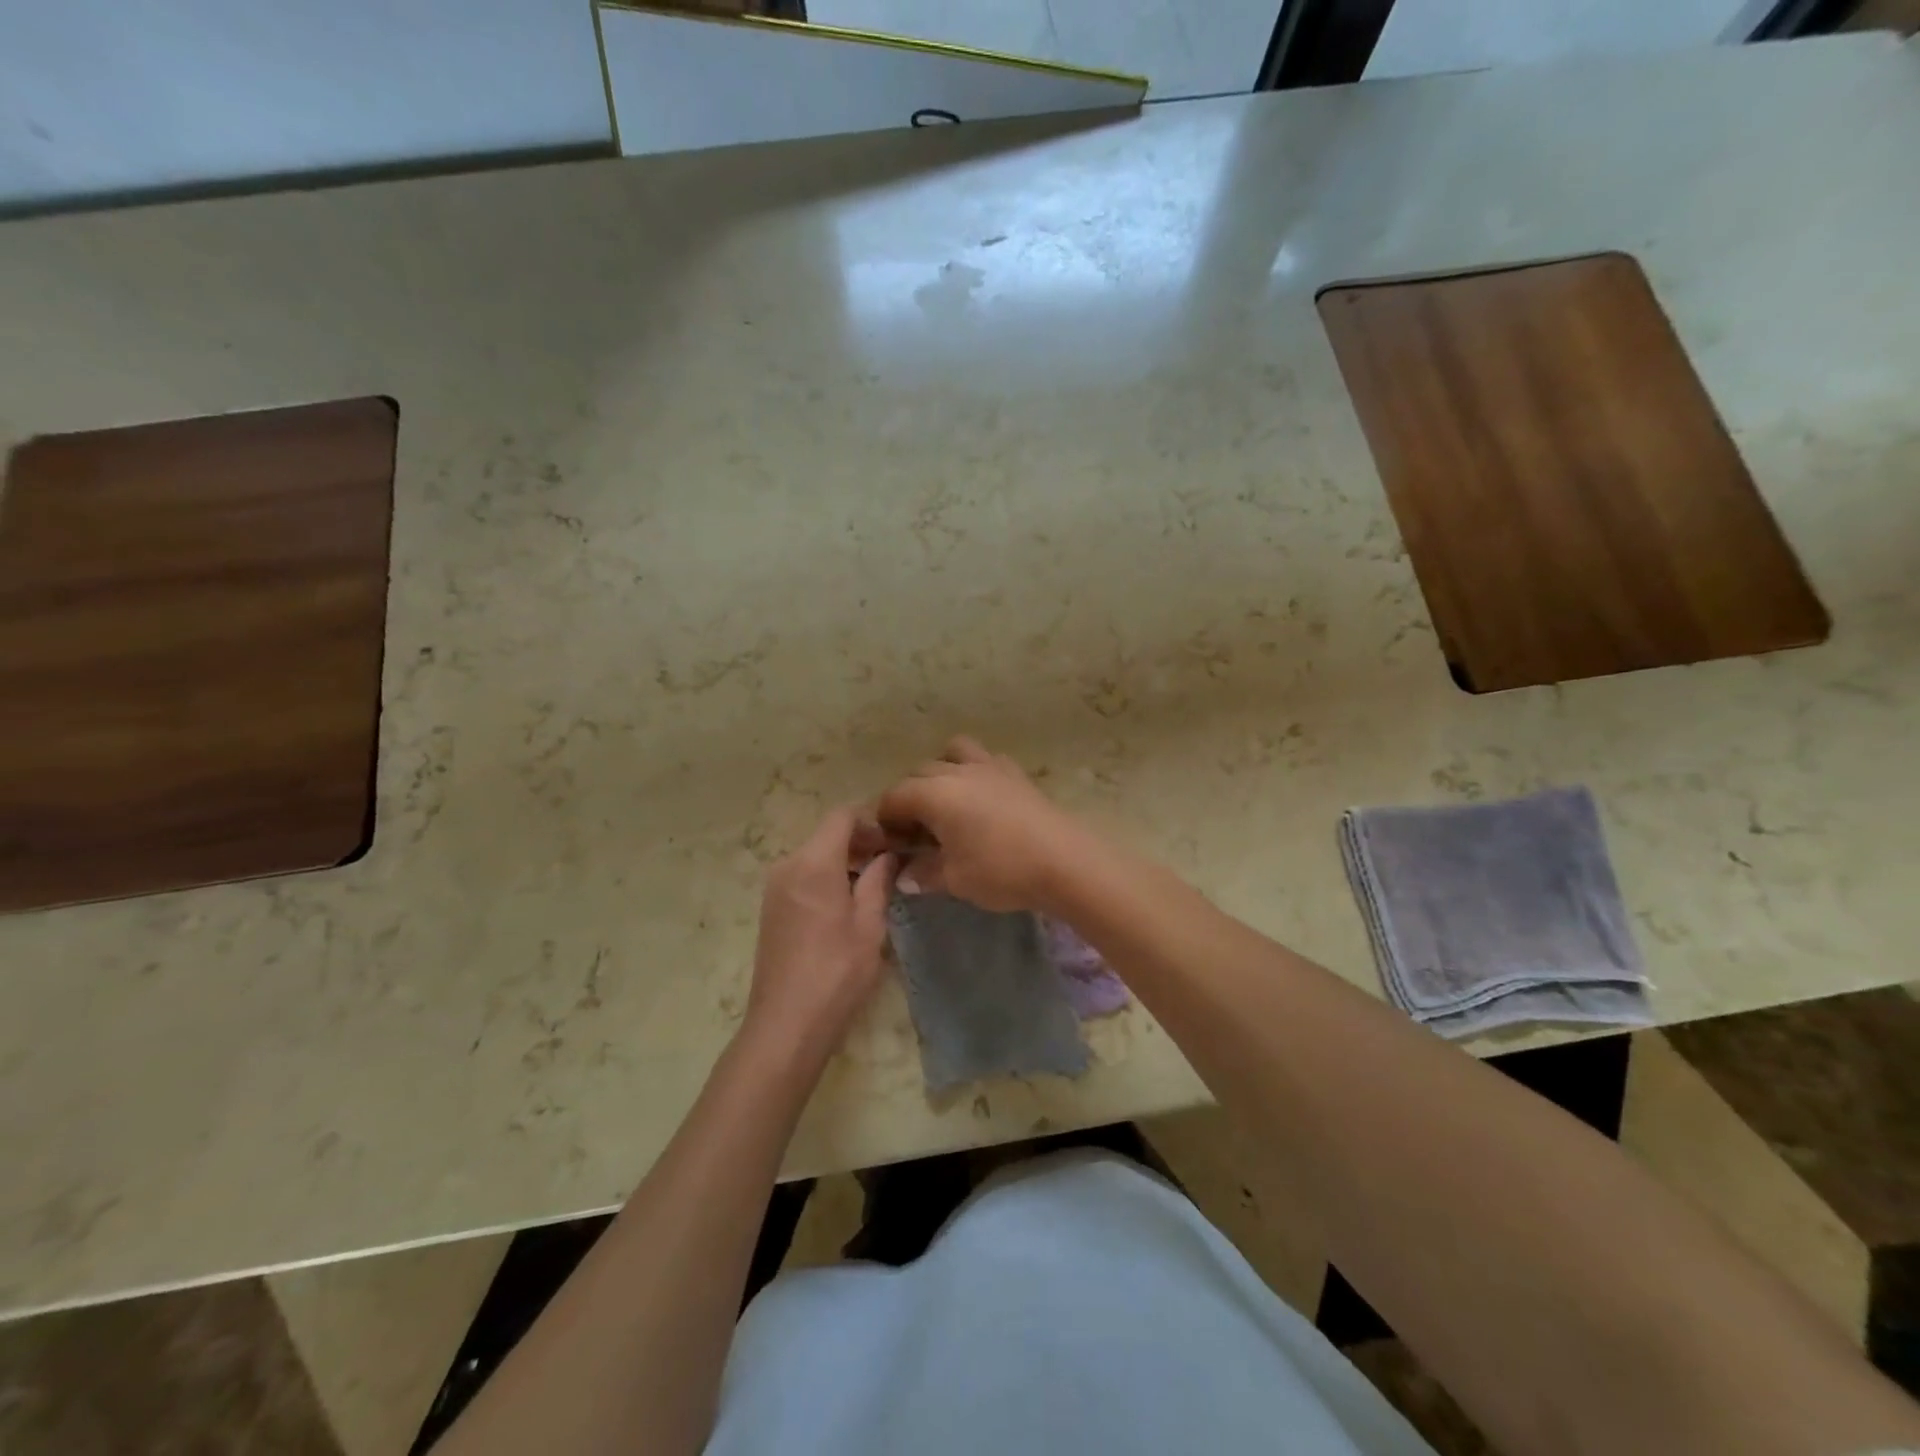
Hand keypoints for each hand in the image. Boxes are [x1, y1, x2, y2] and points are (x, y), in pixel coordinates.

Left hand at [745, 807, 895, 1062]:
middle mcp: (788, 865)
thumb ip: (878, 881)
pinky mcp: (771, 908)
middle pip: (827, 834)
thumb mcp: (869, 925)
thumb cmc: (836, 972)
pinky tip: (847, 904)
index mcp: (813, 863)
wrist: (786, 1024)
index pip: (842, 817)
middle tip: (893, 862)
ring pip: (815, 856)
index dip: (872, 821)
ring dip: (844, 861)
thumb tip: (889, 855)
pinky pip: (802, 876)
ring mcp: (775, 887)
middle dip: (860, 841)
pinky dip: (827, 877)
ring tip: (875, 884)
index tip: (897, 839)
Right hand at [875, 737, 1090, 912]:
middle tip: (915, 833)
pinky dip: (974, 772)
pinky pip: (985, 759)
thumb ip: (924, 873)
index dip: (885, 820)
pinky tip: (982, 799)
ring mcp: (990, 766)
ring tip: (946, 803)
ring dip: (941, 771)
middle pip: (919, 773)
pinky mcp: (1016, 773)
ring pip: (953, 753)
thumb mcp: (955, 879)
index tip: (889, 845)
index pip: (894, 797)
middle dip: (909, 798)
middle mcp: (957, 771)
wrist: (1064, 862)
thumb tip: (905, 874)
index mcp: (934, 794)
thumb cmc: (1001, 871)